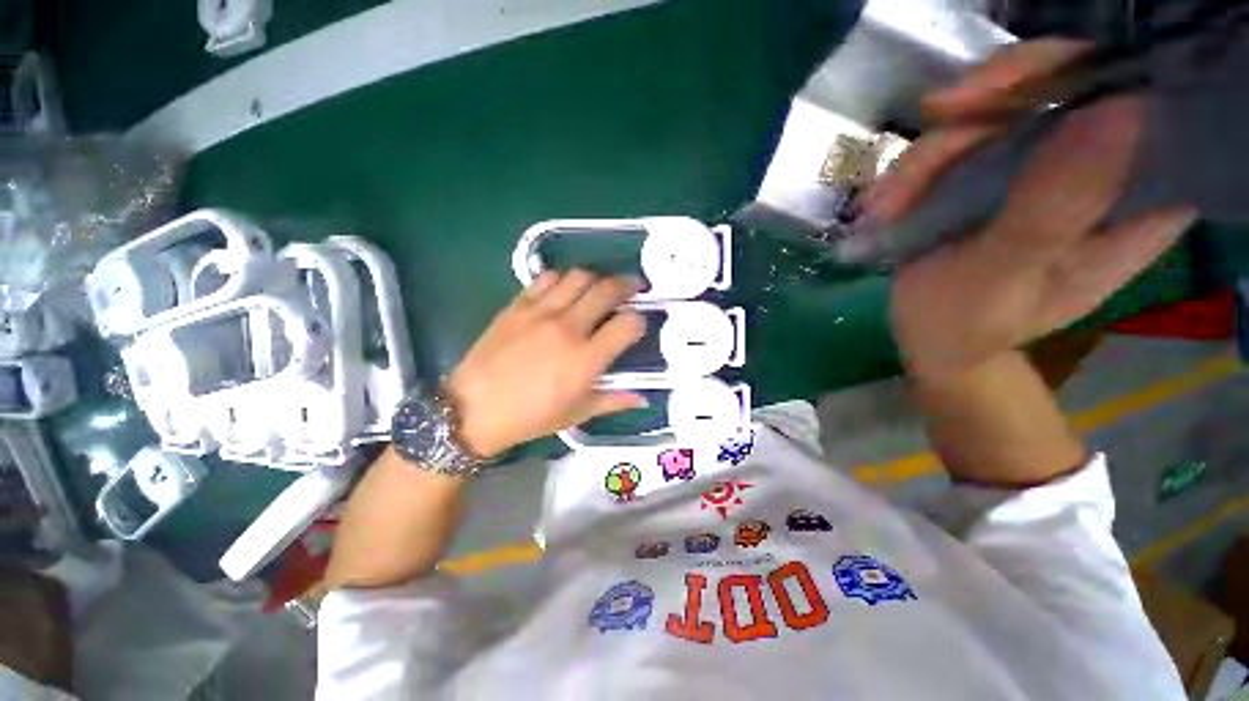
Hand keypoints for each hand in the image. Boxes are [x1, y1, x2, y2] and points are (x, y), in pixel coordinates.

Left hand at [444, 270, 646, 457]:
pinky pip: (546, 278)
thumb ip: (613, 401)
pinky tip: (563, 290)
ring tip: (598, 288)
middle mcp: (568, 328)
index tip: (636, 325)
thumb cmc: (530, 417)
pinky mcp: (518, 305)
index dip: (639, 321)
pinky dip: (562, 279)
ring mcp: (541, 312)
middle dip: (627, 284)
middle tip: (633, 287)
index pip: (628, 324)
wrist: (473, 408)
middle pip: (607, 290)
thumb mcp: (577, 414)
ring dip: (596, 279)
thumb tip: (643, 398)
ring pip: (579, 276)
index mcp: (586, 359)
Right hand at [862, 38, 1196, 377]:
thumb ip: (1054, 209)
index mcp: (1140, 202)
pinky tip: (887, 202)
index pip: (1150, 103)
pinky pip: (966, 136)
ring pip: (1005, 106)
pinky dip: (920, 164)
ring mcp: (1050, 163)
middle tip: (939, 115)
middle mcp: (1106, 168)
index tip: (1020, 86)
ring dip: (937, 147)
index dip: (1094, 71)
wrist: (933, 340)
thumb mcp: (1004, 278)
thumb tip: (1119, 108)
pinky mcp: (1004, 169)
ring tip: (887, 203)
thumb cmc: (970, 326)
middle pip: (1070, 82)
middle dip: (996, 97)